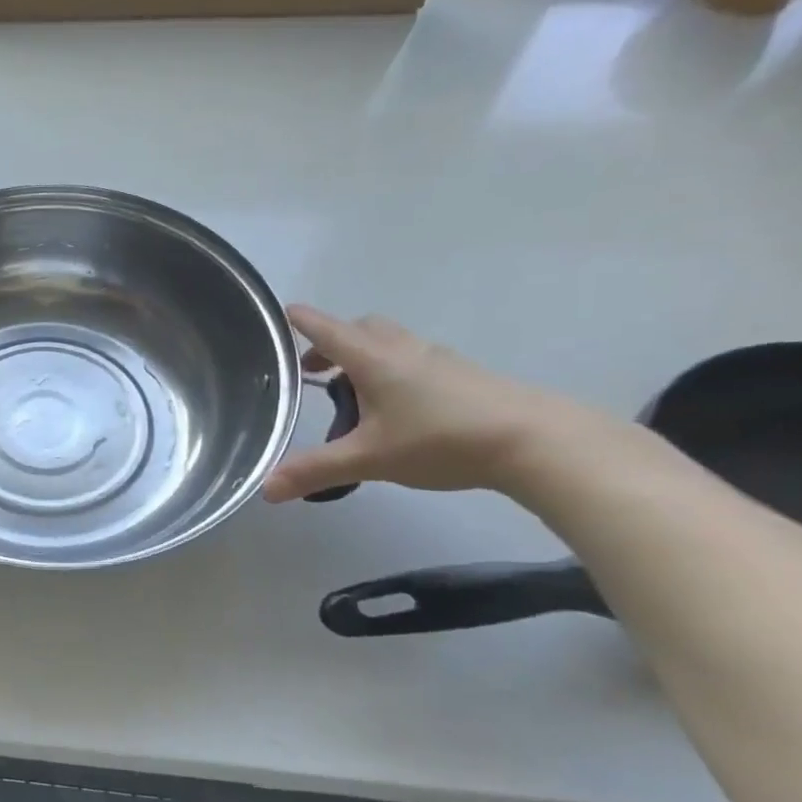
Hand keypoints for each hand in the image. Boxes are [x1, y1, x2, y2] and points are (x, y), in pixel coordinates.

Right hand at [262, 306, 572, 502]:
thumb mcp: (369, 459)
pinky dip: (393, 372)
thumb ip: (315, 470)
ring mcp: (440, 361)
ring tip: (353, 395)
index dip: (305, 321)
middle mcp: (405, 351)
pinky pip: (416, 362)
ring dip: (365, 357)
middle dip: (334, 342)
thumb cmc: (441, 440)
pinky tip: (398, 409)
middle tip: (314, 369)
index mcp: (375, 360)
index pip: (329, 330)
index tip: (285, 312)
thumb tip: (264, 489)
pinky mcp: (466, 378)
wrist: (537, 442)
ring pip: (391, 344)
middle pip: (362, 329)